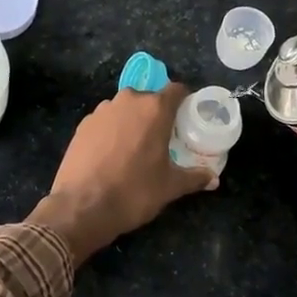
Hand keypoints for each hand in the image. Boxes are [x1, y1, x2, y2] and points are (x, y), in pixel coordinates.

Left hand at [29, 85, 213, 263]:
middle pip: (149, 99)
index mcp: (154, 109)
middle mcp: (128, 101)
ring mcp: (101, 111)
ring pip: (125, 109)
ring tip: (135, 148)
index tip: (187, 118)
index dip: (184, 101)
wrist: (82, 207)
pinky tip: (111, 155)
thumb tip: (214, 179)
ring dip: (133, 121)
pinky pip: (106, 121)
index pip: (176, 90)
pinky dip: (112, 131)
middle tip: (163, 138)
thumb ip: (194, 177)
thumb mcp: (170, 187)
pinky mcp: (82, 125)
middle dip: (157, 114)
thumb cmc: (134, 191)